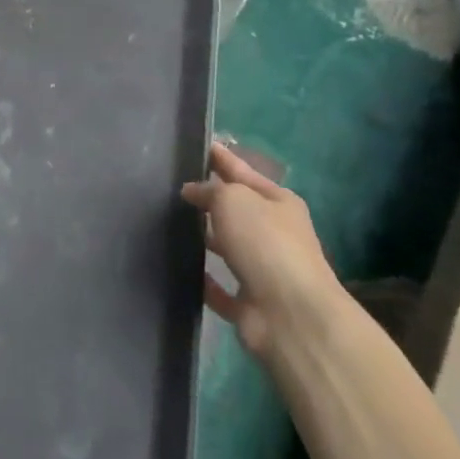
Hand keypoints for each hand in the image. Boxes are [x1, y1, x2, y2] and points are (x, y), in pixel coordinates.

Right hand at [182, 140, 341, 356]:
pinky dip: (204, 280)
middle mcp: (275, 234)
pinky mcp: (249, 303)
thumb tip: (192, 191)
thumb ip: (210, 189)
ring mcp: (263, 271)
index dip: (223, 158)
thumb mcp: (233, 199)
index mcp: (279, 203)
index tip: (201, 145)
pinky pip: (219, 287)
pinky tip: (181, 269)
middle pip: (237, 210)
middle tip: (175, 186)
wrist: (289, 313)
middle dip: (211, 199)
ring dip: (205, 238)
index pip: (244, 172)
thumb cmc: (265, 243)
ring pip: (228, 248)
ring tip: (170, 224)